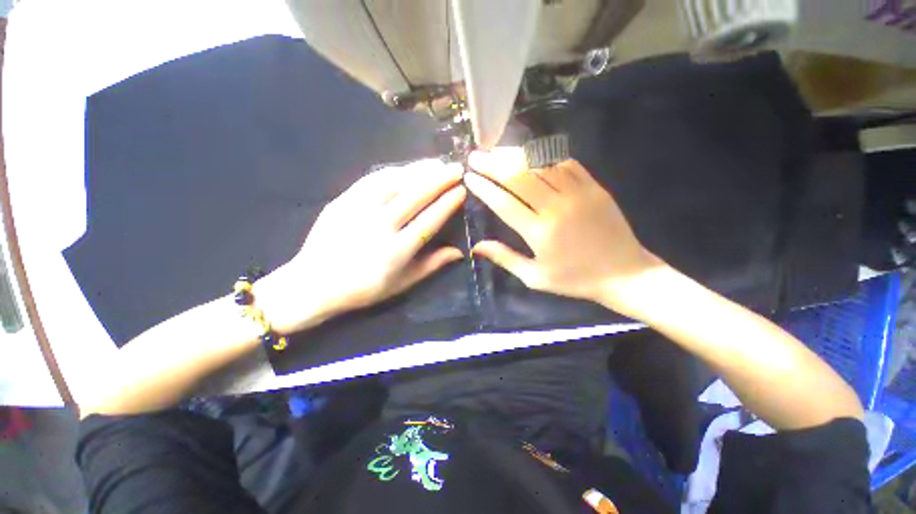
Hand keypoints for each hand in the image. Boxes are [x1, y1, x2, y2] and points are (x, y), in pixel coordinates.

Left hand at [255, 160, 466, 332]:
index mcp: (396, 251)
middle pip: (415, 195)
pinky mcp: (343, 200)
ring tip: (436, 164)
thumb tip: (460, 252)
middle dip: (440, 179)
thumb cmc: (363, 289)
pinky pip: (372, 180)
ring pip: (395, 182)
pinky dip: (394, 171)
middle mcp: (380, 226)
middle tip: (456, 168)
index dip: (447, 204)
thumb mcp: (402, 284)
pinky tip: (406, 168)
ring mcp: (359, 210)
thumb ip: (432, 265)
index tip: (462, 190)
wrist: (313, 283)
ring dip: (419, 170)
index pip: (429, 220)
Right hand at [464, 147, 659, 314]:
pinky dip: (544, 156)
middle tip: (476, 156)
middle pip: (518, 177)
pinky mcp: (594, 186)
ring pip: (540, 164)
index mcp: (539, 233)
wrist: (623, 273)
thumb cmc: (574, 279)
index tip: (469, 177)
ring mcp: (577, 193)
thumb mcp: (534, 277)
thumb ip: (505, 258)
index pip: (504, 203)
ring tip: (497, 150)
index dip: (484, 188)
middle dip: (493, 164)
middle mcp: (556, 207)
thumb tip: (476, 246)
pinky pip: (565, 162)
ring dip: (515, 155)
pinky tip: (530, 154)